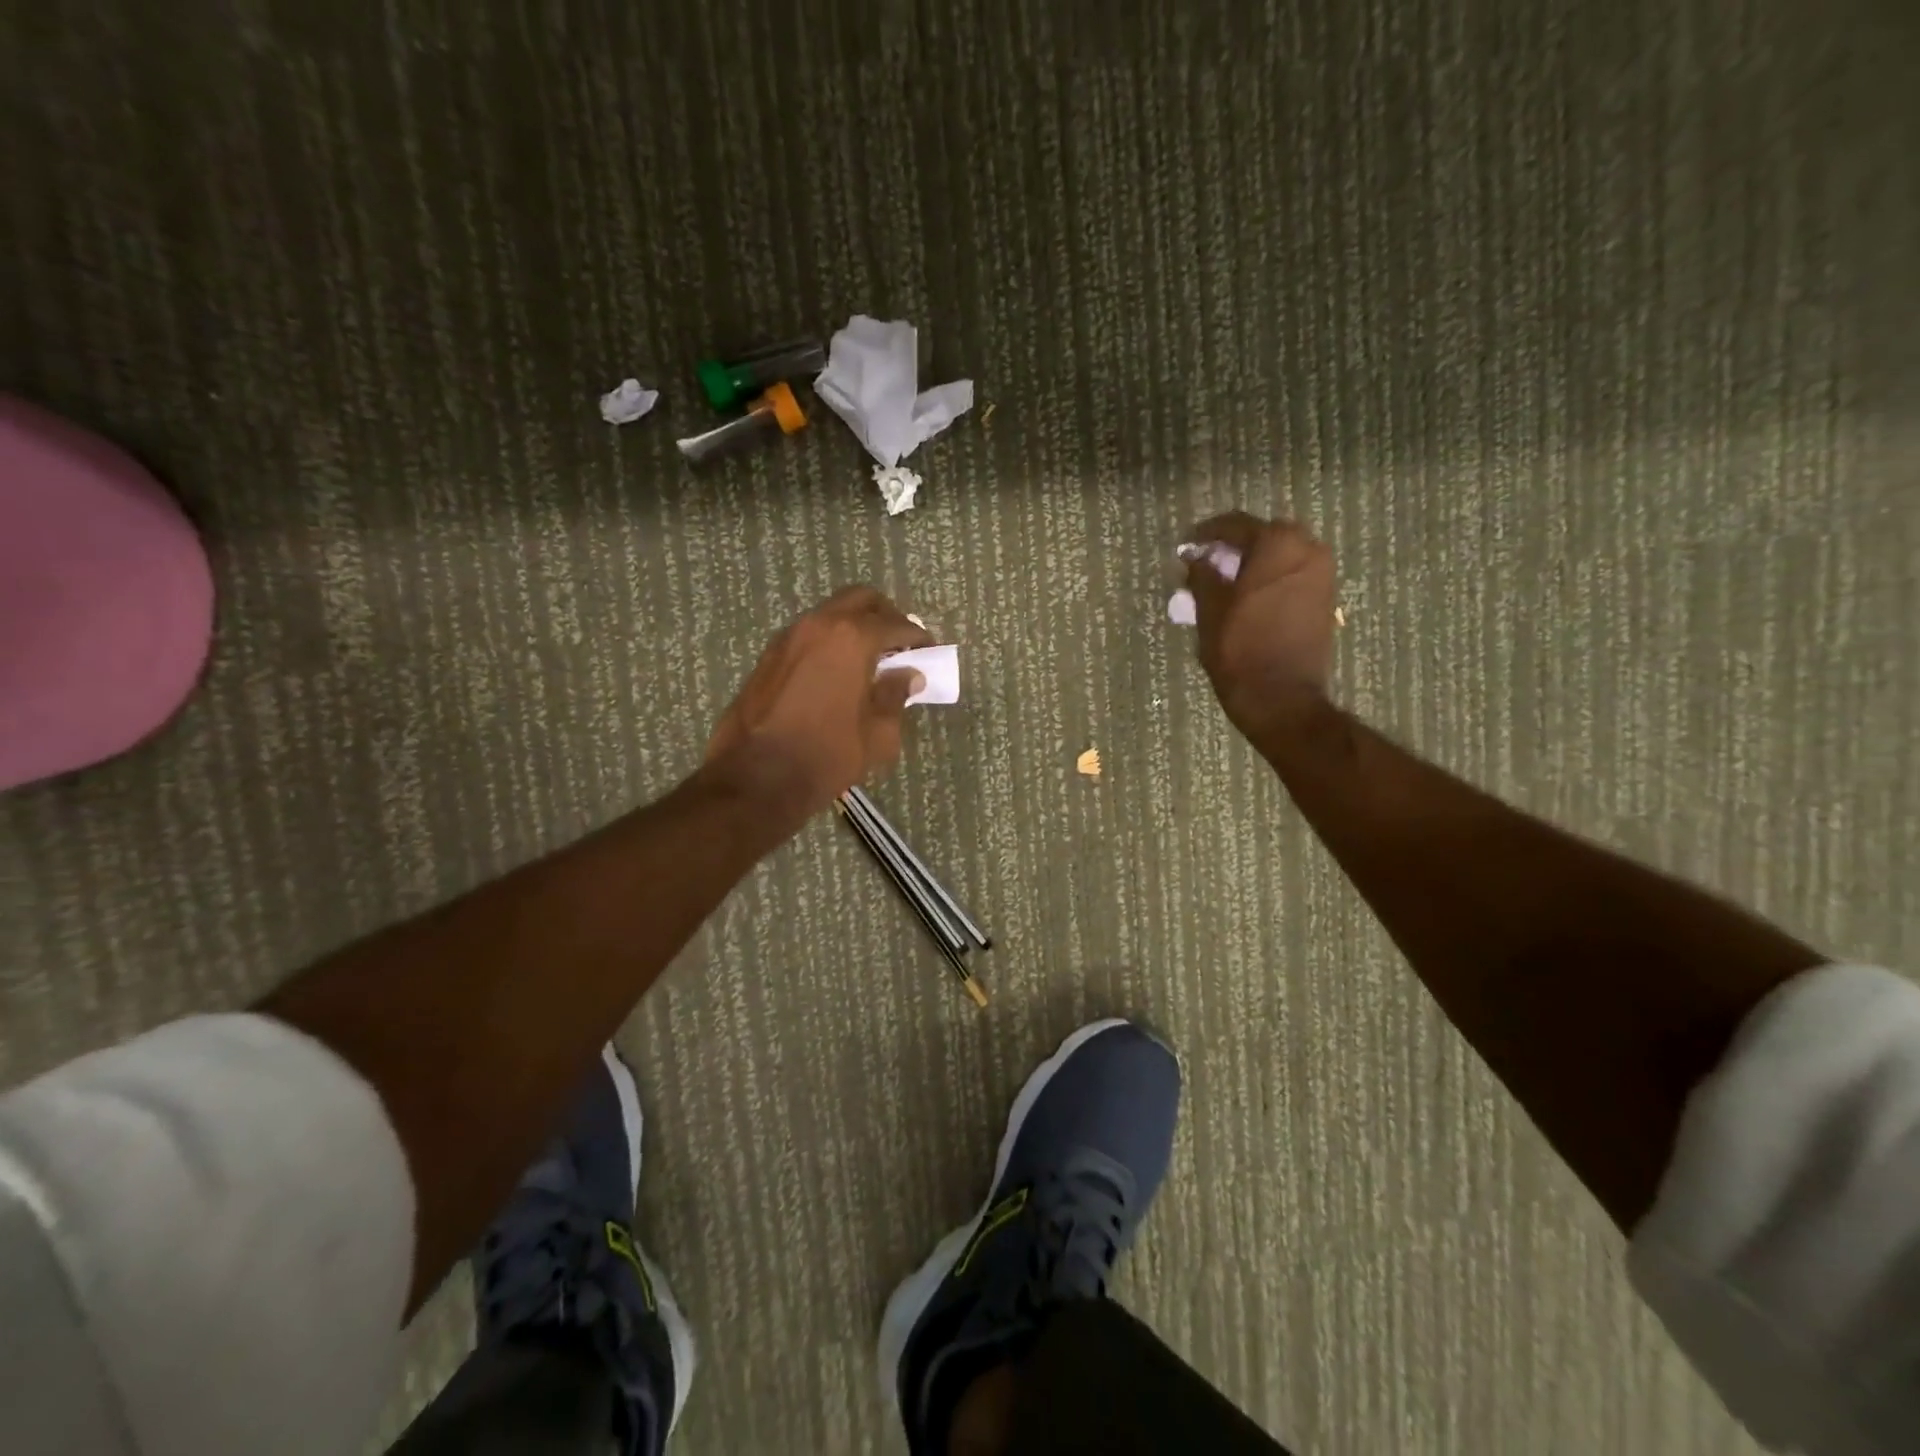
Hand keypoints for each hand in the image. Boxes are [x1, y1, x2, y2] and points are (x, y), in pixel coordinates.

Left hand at [706, 586, 932, 821]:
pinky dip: (830, 643)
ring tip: (870, 661)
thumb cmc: (826, 755)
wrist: (756, 778)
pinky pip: (809, 635)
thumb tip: (908, 676)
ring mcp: (788, 638)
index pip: (895, 624)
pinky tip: (838, 673)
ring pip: (830, 614)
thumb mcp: (878, 734)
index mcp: (851, 638)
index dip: (918, 637)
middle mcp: (818, 625)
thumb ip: (896, 696)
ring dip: (854, 628)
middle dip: (885, 617)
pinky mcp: (768, 657)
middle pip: (860, 600)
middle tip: (900, 645)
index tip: (930, 651)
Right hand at [1183, 512, 1336, 741]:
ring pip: (1279, 556)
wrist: (1282, 697)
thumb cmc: (1240, 649)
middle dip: (1232, 548)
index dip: (1205, 534)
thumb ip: (1202, 574)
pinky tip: (1246, 598)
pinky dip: (1269, 579)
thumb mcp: (1209, 609)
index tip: (1186, 546)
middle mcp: (1308, 549)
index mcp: (1277, 543)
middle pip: (1262, 537)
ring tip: (1223, 584)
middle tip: (1204, 565)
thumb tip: (1197, 558)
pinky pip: (1292, 575)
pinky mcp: (1325, 598)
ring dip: (1252, 564)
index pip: (1235, 525)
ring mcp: (1322, 574)